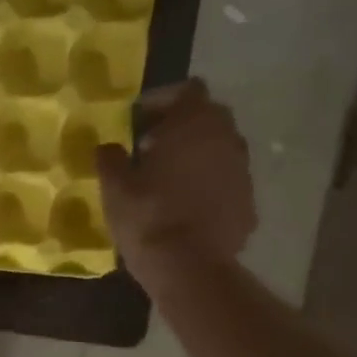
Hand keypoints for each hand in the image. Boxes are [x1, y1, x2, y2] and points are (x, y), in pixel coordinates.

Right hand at [95, 79, 255, 272]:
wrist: (189, 267)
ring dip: (196, 156)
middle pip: (207, 117)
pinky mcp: (248, 202)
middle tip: (150, 147)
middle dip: (180, 126)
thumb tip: (108, 147)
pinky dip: (208, 185)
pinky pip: (225, 182)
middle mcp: (227, 139)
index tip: (138, 120)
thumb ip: (111, 159)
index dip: (162, 100)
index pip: (187, 90)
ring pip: (219, 150)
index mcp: (195, 124)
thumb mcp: (114, 186)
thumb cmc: (148, 216)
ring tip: (166, 179)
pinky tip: (185, 207)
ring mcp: (243, 171)